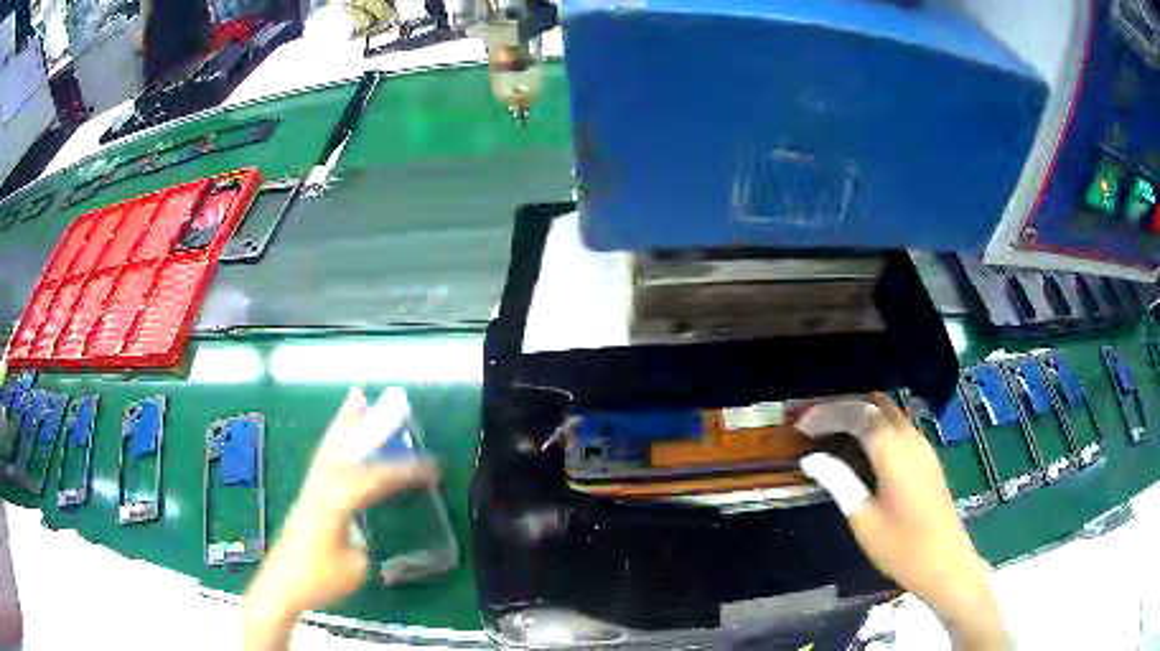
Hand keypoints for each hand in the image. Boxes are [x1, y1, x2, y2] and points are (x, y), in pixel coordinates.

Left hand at [242, 388, 437, 649]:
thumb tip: (363, 529)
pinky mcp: (306, 499)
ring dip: (343, 423)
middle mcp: (319, 490)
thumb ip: (362, 540)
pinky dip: (333, 442)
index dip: (401, 472)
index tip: (431, 468)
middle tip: (373, 397)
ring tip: (355, 399)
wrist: (282, 586)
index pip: (370, 480)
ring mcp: (309, 492)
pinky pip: (322, 461)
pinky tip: (341, 440)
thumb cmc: (319, 580)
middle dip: (359, 422)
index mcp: (332, 505)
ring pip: (328, 450)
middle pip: (340, 449)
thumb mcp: (354, 567)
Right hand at [797, 393, 1008, 650]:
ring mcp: (923, 445)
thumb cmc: (901, 547)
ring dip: (861, 412)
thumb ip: (839, 482)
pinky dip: (877, 424)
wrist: (945, 562)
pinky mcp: (928, 457)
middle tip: (814, 420)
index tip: (800, 423)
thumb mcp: (863, 520)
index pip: (856, 413)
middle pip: (875, 403)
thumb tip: (811, 458)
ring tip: (832, 429)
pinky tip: (862, 444)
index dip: (826, 412)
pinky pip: (900, 425)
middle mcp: (910, 438)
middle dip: (843, 405)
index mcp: (893, 451)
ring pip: (890, 411)